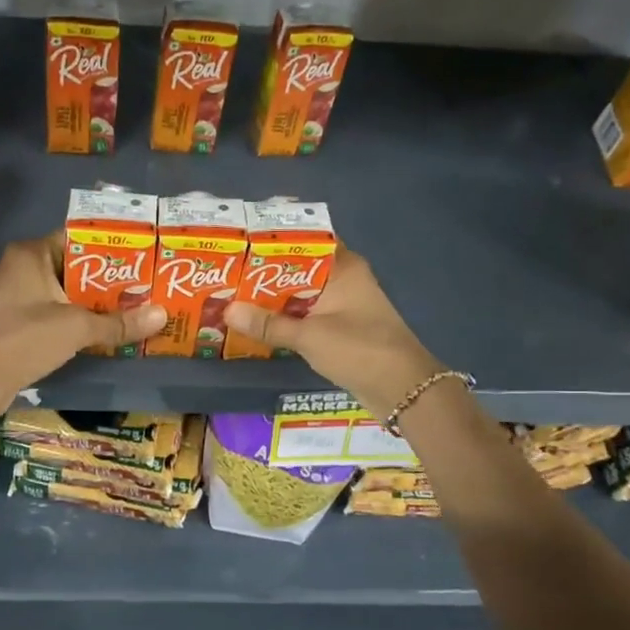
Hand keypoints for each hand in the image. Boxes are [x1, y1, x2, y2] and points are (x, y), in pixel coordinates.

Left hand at [0, 233, 166, 417]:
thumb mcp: (78, 328)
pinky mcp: (17, 321)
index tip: (142, 256)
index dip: (111, 247)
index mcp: (32, 254)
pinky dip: (78, 319)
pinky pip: (55, 312)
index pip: (78, 238)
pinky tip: (105, 330)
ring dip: (94, 302)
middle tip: (145, 285)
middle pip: (74, 267)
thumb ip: (119, 322)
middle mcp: (22, 268)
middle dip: (108, 279)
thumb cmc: (25, 338)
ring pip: (65, 292)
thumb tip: (163, 315)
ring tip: (133, 307)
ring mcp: (17, 296)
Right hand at [224, 248, 443, 417]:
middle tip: (225, 273)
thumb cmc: (360, 349)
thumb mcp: (309, 336)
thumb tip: (227, 311)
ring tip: (232, 297)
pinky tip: (258, 325)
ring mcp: (344, 306)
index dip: (273, 241)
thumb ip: (268, 324)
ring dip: (273, 299)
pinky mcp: (342, 329)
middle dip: (265, 273)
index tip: (240, 242)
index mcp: (343, 267)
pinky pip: (307, 316)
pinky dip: (286, 319)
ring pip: (301, 295)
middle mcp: (344, 280)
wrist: (403, 390)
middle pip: (298, 269)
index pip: (304, 240)